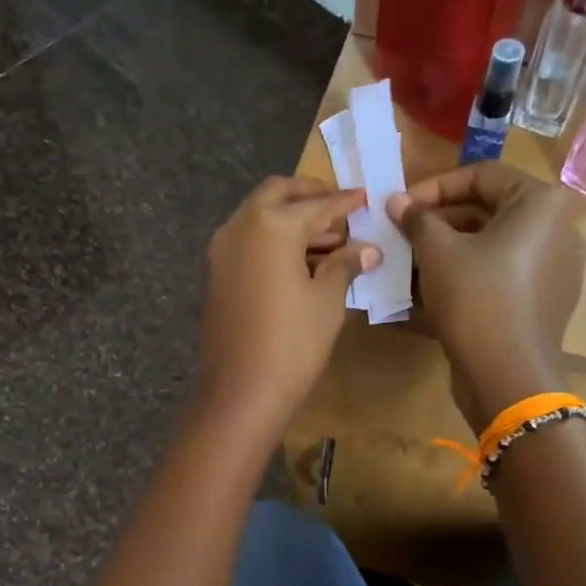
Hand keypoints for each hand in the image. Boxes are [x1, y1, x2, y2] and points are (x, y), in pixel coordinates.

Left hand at [195, 176, 379, 442]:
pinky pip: (248, 240)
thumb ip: (344, 265)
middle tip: (338, 207)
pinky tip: (300, 260)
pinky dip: (273, 238)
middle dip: (309, 195)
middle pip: (277, 194)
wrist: (241, 391)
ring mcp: (222, 249)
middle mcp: (241, 226)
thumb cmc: (293, 343)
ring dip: (290, 218)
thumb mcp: (326, 301)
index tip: (364, 197)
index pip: (316, 204)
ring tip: (328, 238)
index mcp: (272, 225)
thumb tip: (368, 249)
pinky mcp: (216, 273)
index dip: (344, 201)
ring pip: (259, 215)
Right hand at [387, 165, 585, 431]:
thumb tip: (396, 201)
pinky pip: (504, 273)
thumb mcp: (438, 252)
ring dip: (451, 248)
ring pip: (495, 244)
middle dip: (441, 220)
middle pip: (490, 209)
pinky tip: (437, 288)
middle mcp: (559, 228)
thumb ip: (417, 219)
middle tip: (403, 233)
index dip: (434, 187)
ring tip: (412, 261)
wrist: (508, 374)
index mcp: (542, 203)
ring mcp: (558, 267)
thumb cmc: (476, 299)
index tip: (400, 206)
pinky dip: (472, 273)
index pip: (482, 175)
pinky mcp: (547, 299)